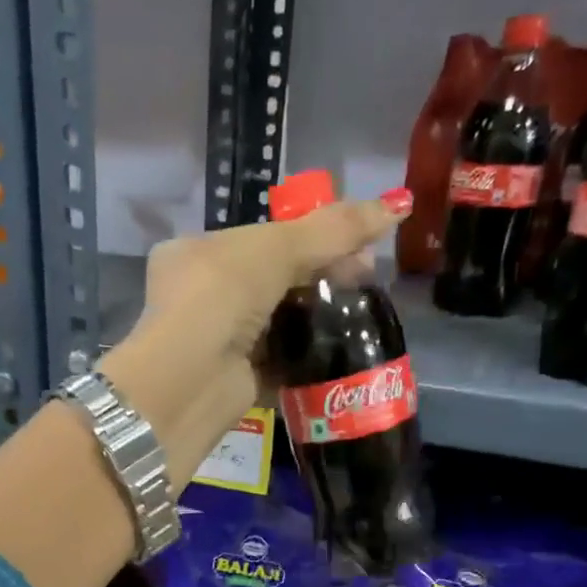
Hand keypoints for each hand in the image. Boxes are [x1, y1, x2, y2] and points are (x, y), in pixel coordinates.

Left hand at [96, 193, 409, 488]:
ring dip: (318, 316)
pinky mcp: (237, 379)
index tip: (356, 244)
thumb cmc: (220, 297)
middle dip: (321, 276)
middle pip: (275, 278)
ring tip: (361, 312)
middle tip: (365, 279)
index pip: (263, 237)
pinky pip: (281, 360)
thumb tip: (399, 203)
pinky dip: (308, 355)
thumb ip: (333, 230)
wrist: (188, 382)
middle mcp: (202, 295)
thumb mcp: (276, 249)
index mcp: (197, 250)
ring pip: (279, 320)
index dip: (312, 237)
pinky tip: (342, 347)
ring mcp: (218, 340)